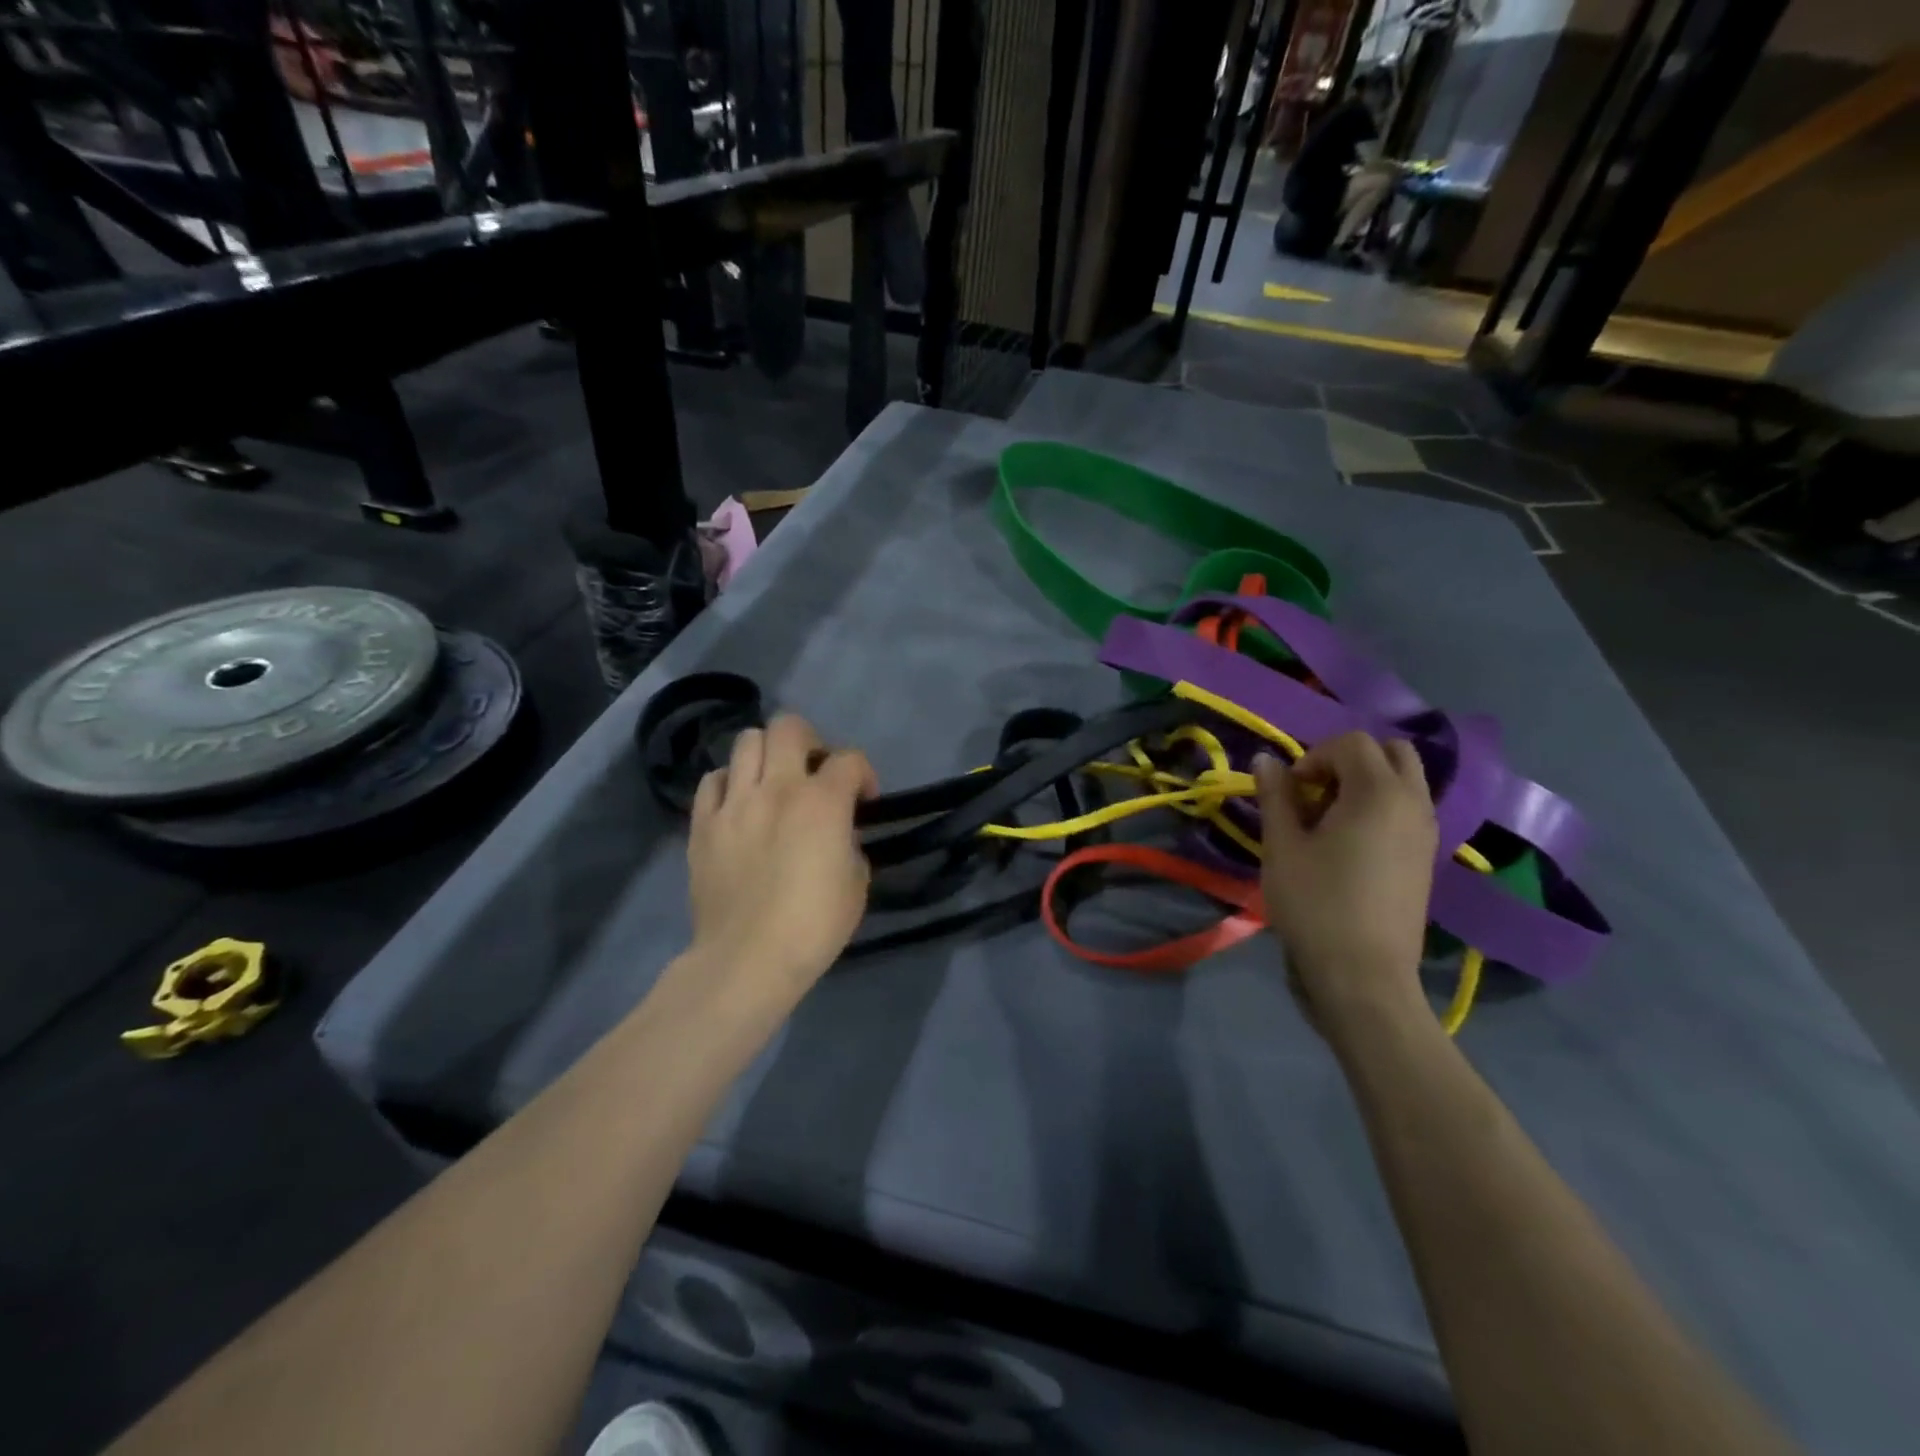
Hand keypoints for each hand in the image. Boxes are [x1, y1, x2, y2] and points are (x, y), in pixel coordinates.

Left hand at [684, 714, 877, 1005]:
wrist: (748, 959)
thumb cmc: (814, 925)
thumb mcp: (857, 883)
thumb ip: (851, 843)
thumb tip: (838, 833)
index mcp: (822, 801)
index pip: (850, 759)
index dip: (864, 774)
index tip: (865, 800)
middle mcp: (777, 787)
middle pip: (790, 726)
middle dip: (810, 741)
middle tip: (814, 772)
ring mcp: (735, 802)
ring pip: (746, 741)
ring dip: (767, 755)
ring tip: (773, 782)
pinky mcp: (703, 823)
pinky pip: (712, 780)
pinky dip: (729, 783)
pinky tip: (739, 805)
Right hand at [1254, 732, 1437, 1039]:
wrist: (1363, 975)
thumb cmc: (1315, 904)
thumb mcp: (1282, 846)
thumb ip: (1275, 795)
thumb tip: (1266, 759)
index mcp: (1378, 792)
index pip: (1351, 743)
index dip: (1313, 756)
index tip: (1290, 790)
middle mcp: (1413, 803)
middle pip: (1391, 752)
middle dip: (1349, 760)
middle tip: (1315, 793)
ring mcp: (1426, 831)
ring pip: (1404, 780)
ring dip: (1367, 783)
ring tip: (1329, 820)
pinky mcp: (1427, 858)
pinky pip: (1408, 809)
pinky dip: (1381, 807)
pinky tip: (1349, 844)